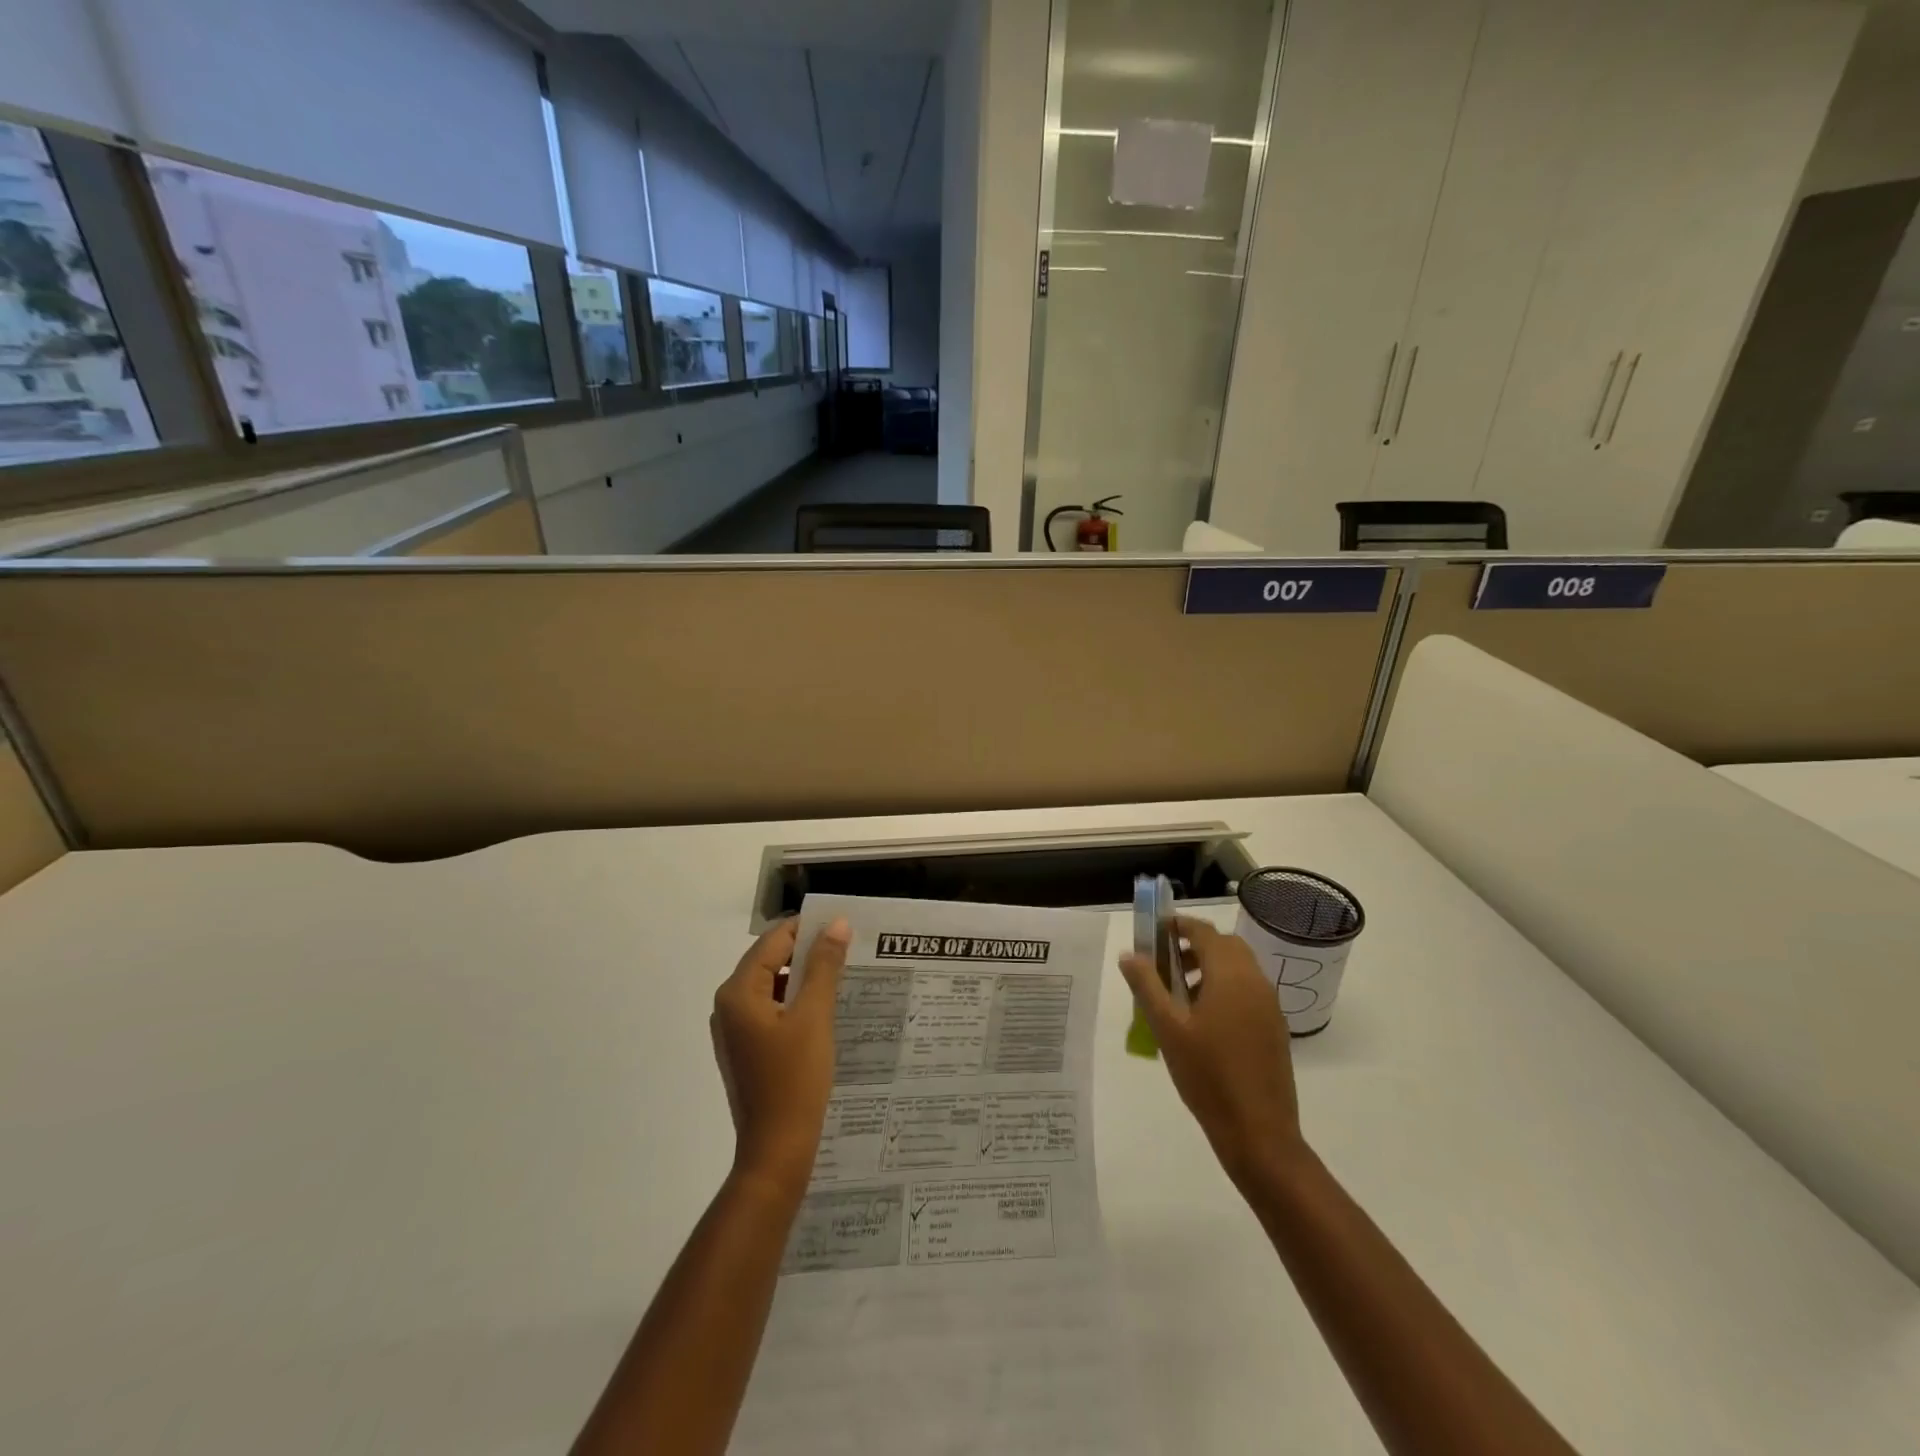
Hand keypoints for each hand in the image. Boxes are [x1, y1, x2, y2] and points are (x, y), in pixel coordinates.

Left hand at [711, 917, 849, 1199]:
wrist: (777, 1151)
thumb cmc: (795, 1079)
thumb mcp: (815, 1016)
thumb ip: (824, 966)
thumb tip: (836, 924)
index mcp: (738, 992)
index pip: (773, 941)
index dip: (808, 929)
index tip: (843, 927)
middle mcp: (728, 1006)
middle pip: (769, 961)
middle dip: (807, 953)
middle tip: (848, 949)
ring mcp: (735, 1030)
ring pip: (772, 986)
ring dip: (804, 978)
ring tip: (842, 977)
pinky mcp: (746, 1050)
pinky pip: (771, 1011)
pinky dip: (796, 1003)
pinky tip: (825, 1011)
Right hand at [1119, 915, 1305, 1188]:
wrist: (1259, 1132)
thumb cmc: (1207, 1075)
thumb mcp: (1167, 1028)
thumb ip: (1147, 985)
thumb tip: (1129, 954)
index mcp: (1230, 975)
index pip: (1204, 932)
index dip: (1178, 925)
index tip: (1154, 931)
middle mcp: (1255, 981)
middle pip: (1225, 946)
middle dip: (1194, 946)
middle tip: (1164, 964)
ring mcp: (1269, 1005)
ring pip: (1238, 968)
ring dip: (1209, 967)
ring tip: (1179, 995)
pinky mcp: (1274, 1028)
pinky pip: (1248, 990)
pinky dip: (1225, 988)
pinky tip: (1203, 1021)